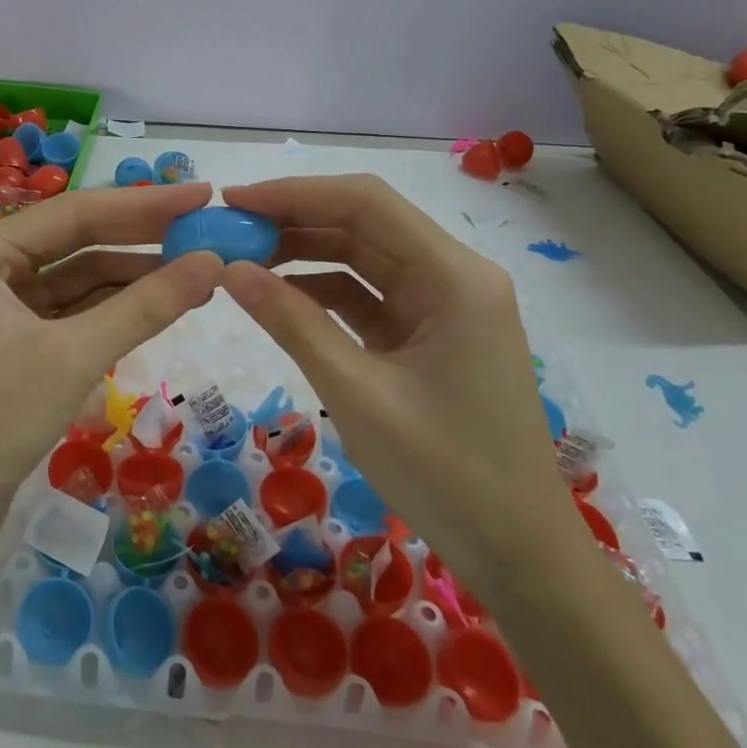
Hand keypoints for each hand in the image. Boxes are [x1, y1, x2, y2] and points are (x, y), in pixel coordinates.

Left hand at [0, 183, 224, 562]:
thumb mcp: (71, 358)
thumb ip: (144, 307)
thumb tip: (213, 262)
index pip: (75, 213)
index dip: (144, 205)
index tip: (202, 194)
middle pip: (75, 244)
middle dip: (141, 241)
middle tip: (206, 231)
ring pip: (74, 284)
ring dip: (131, 281)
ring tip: (197, 276)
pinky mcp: (6, 350)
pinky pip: (67, 319)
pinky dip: (109, 316)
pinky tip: (155, 311)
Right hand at [219, 175, 582, 594]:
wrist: (518, 555)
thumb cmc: (445, 474)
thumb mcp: (356, 393)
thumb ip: (292, 322)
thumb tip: (230, 268)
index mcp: (453, 276)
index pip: (365, 203)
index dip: (294, 193)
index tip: (233, 200)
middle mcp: (453, 275)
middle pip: (364, 224)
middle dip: (294, 221)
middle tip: (228, 231)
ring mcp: (443, 305)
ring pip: (364, 257)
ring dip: (305, 254)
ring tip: (242, 259)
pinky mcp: (429, 334)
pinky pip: (369, 296)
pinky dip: (323, 292)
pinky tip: (278, 296)